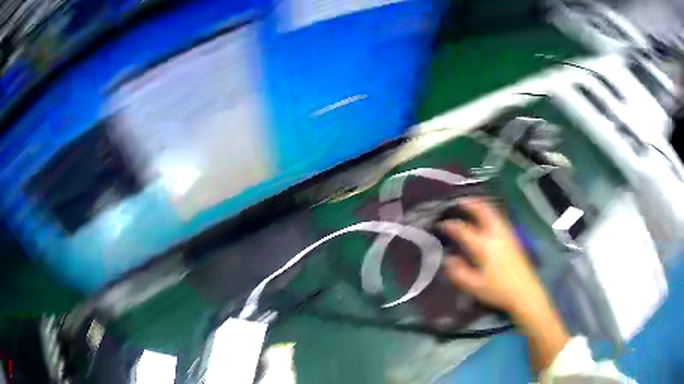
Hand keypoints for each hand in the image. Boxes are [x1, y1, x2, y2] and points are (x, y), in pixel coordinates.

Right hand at [441, 198, 543, 315]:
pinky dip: (490, 212)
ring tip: (472, 205)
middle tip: (459, 202)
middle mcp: (495, 234)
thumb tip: (448, 259)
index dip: (450, 225)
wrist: (524, 292)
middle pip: (482, 211)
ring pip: (493, 212)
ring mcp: (506, 233)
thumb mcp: (474, 286)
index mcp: (483, 246)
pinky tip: (487, 217)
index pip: (463, 230)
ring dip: (481, 205)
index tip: (440, 224)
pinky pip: (499, 217)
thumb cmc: (498, 290)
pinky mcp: (513, 237)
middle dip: (470, 204)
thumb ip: (458, 272)